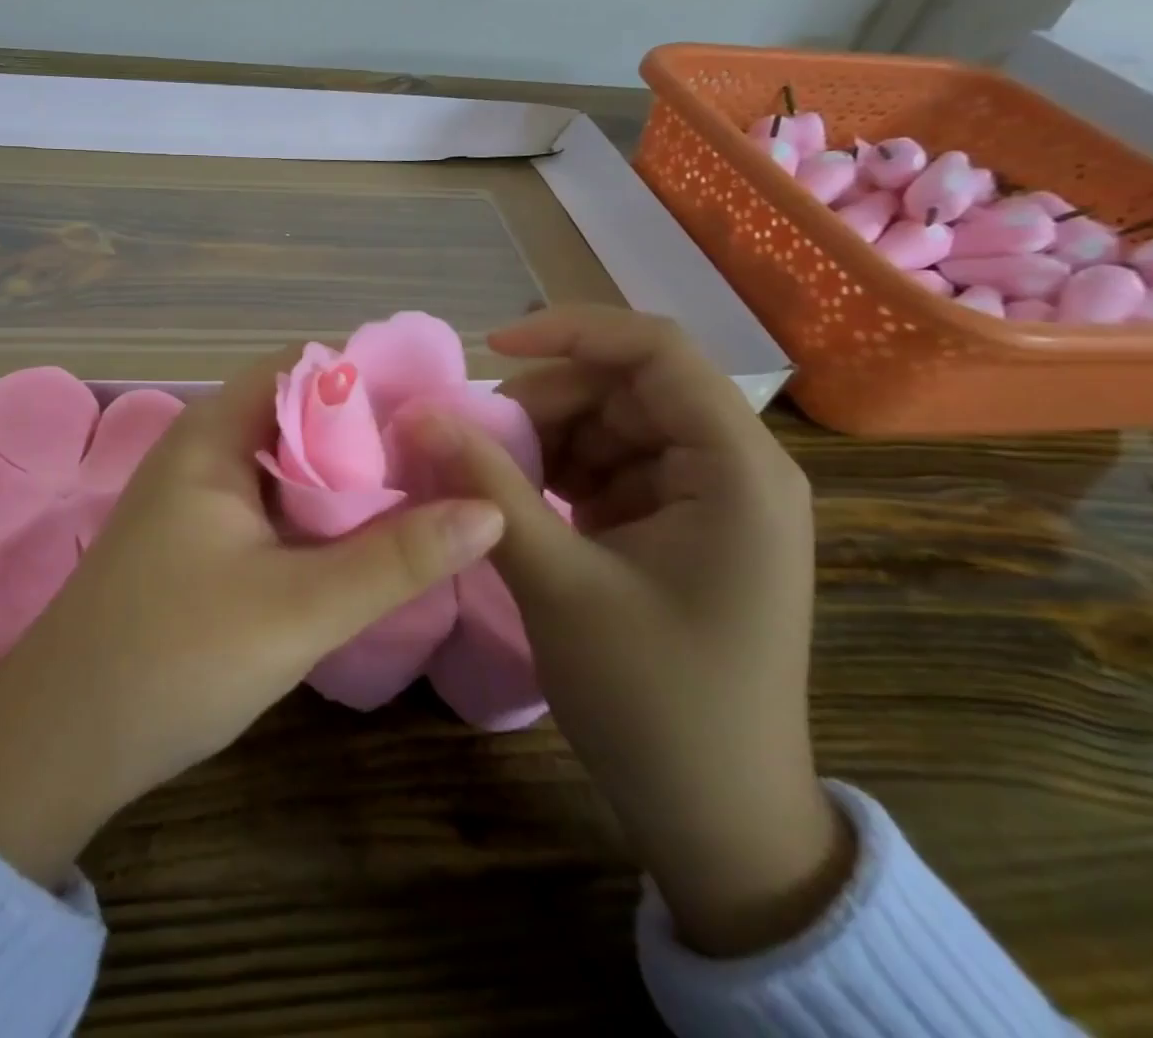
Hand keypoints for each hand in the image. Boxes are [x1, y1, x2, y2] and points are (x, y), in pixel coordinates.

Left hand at [0, 351, 506, 887]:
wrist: (62, 740)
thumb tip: (491, 509)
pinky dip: (319, 515)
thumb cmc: (173, 656)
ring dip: (348, 479)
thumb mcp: (299, 608)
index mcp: (215, 434)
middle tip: (451, 457)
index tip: (442, 407)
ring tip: (429, 492)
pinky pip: (272, 506)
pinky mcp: (198, 541)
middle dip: (371, 433)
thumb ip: (397, 558)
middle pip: (300, 415)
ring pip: (289, 466)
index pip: (303, 368)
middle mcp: (203, 450)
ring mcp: (197, 497)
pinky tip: (367, 540)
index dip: (372, 378)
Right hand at [410, 306, 851, 955]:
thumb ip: (485, 486)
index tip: (490, 351)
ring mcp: (708, 499)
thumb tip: (417, 414)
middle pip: (627, 387)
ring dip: (545, 439)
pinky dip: (559, 473)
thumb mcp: (557, 581)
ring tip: (489, 479)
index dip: (570, 332)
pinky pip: (611, 467)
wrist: (717, 820)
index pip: (656, 350)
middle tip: (474, 441)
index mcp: (736, 469)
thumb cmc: (653, 700)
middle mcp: (734, 468)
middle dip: (545, 402)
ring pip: (612, 425)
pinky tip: (520, 504)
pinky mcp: (680, 526)